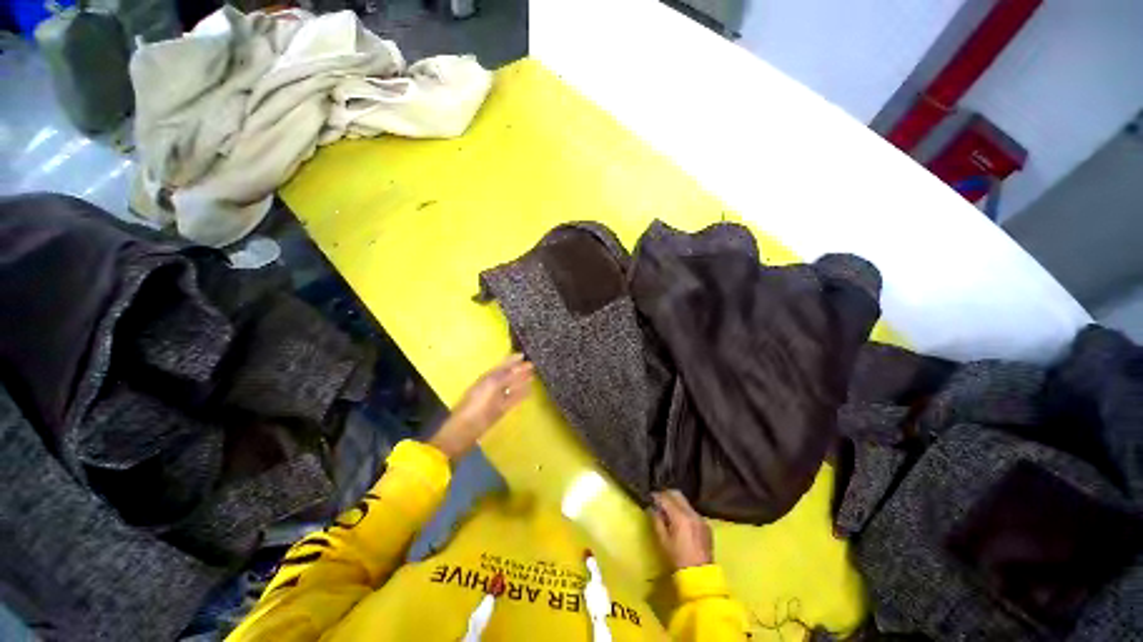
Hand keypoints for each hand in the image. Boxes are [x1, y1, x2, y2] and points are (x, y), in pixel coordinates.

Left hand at [428, 354, 534, 459]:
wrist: (463, 432)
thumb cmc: (475, 407)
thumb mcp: (491, 386)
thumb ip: (505, 375)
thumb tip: (518, 363)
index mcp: (487, 378)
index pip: (502, 365)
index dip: (512, 360)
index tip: (523, 354)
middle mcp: (492, 386)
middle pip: (507, 375)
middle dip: (518, 370)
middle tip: (533, 364)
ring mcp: (496, 398)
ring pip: (511, 387)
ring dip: (521, 381)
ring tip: (533, 376)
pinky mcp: (500, 410)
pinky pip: (513, 399)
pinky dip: (521, 394)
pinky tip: (529, 391)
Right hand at [650, 490, 713, 569]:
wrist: (700, 575)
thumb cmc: (678, 558)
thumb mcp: (663, 540)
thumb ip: (657, 520)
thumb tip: (653, 508)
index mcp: (680, 517)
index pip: (666, 498)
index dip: (656, 496)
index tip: (650, 498)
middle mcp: (692, 513)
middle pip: (677, 494)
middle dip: (667, 495)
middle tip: (659, 501)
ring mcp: (701, 518)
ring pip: (685, 502)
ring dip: (676, 503)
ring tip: (669, 512)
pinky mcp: (706, 525)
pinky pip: (693, 512)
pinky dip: (685, 512)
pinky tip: (681, 522)